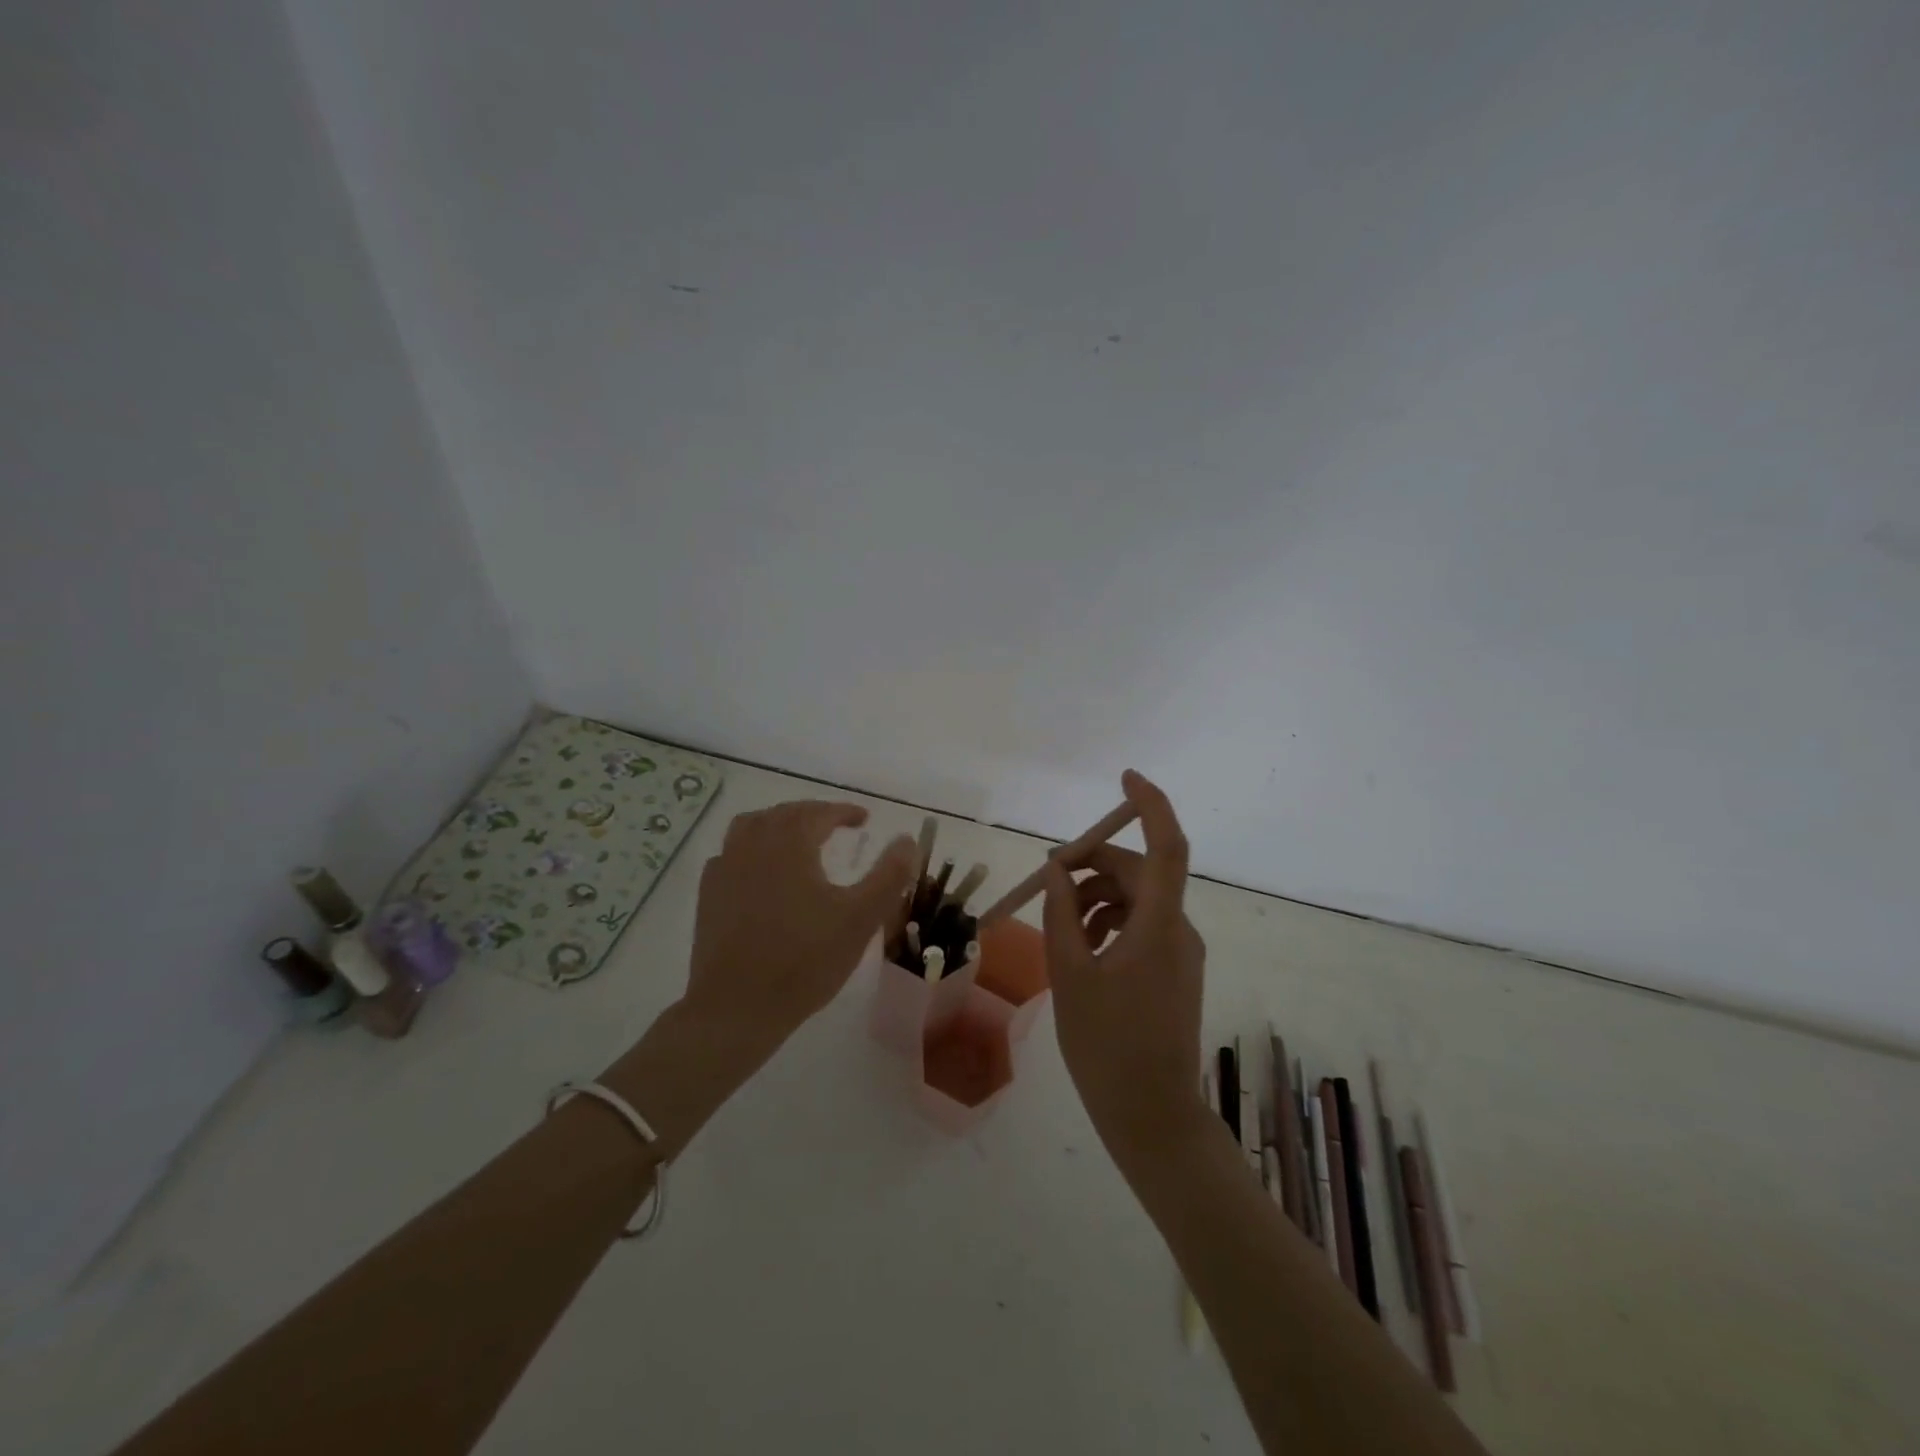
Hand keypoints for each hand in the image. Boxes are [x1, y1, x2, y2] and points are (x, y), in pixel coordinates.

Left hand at [685, 800, 914, 1050]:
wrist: (737, 1007)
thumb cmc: (805, 960)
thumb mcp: (861, 919)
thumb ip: (889, 875)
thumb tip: (907, 840)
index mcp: (790, 844)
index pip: (819, 813)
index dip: (844, 811)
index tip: (864, 818)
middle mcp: (754, 846)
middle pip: (784, 814)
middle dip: (812, 814)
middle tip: (835, 825)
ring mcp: (725, 869)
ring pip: (750, 826)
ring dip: (777, 824)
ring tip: (796, 838)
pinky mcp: (708, 895)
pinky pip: (729, 854)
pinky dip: (750, 849)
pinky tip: (759, 870)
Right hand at [1042, 770, 1207, 1171]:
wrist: (1151, 1115)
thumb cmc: (1106, 1046)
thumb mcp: (1069, 975)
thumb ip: (1060, 915)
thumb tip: (1058, 871)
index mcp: (1159, 925)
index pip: (1166, 846)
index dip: (1150, 805)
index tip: (1124, 778)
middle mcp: (1178, 929)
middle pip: (1139, 873)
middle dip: (1092, 866)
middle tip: (1047, 881)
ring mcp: (1179, 952)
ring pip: (1136, 901)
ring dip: (1095, 899)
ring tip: (1057, 926)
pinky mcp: (1173, 970)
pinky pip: (1140, 927)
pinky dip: (1107, 924)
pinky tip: (1078, 948)